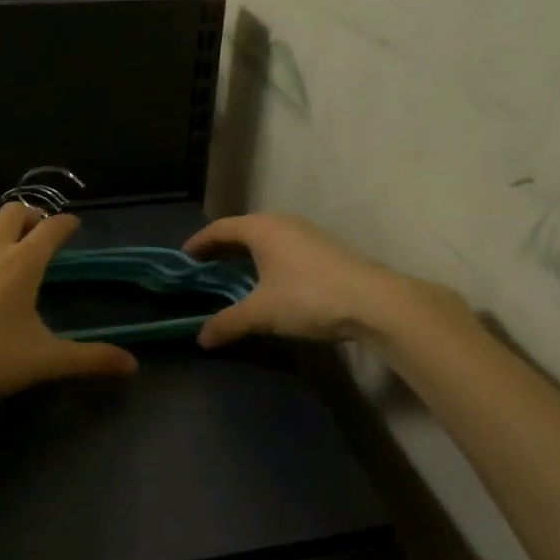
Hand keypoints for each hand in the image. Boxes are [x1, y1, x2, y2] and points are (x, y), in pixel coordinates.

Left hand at [0, 203, 137, 401]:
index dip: (67, 224)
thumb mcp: (44, 360)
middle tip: (37, 234)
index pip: (53, 228)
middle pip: (16, 211)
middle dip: (31, 217)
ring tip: (2, 239)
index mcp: (24, 261)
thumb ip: (90, 358)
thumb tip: (132, 364)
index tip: (72, 227)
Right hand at [185, 212, 462, 348]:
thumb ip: (229, 322)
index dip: (199, 242)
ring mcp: (305, 232)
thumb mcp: (262, 313)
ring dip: (246, 252)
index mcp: (260, 228)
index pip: (219, 228)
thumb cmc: (308, 297)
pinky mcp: (323, 246)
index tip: (184, 257)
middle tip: (204, 265)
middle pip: (242, 229)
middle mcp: (280, 222)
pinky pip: (282, 244)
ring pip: (265, 236)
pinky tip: (270, 278)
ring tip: (234, 272)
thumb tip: (200, 338)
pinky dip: (267, 256)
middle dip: (222, 246)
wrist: (374, 301)